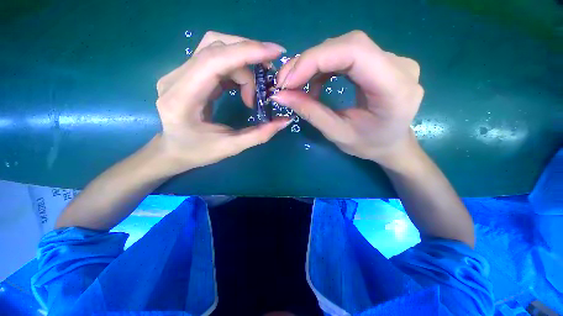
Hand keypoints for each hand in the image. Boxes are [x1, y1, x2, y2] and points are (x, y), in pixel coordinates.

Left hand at [154, 31, 290, 175]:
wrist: (172, 150)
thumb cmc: (197, 152)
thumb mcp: (231, 147)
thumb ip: (260, 134)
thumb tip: (285, 120)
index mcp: (181, 98)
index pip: (214, 60)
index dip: (246, 51)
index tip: (275, 53)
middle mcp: (175, 78)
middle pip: (215, 47)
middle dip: (249, 55)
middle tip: (269, 74)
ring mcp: (179, 73)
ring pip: (216, 48)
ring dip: (243, 62)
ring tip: (255, 89)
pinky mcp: (188, 74)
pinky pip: (215, 59)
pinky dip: (236, 67)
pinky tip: (245, 86)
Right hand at [271, 30, 423, 168]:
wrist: (391, 143)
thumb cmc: (368, 145)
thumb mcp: (337, 133)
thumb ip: (310, 112)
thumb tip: (280, 96)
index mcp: (395, 89)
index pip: (354, 52)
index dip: (315, 60)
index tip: (288, 81)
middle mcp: (399, 65)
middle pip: (348, 45)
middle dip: (310, 61)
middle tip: (286, 82)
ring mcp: (393, 60)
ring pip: (346, 46)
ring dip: (315, 63)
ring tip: (297, 85)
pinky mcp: (382, 61)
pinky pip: (348, 54)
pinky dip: (325, 66)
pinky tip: (316, 83)